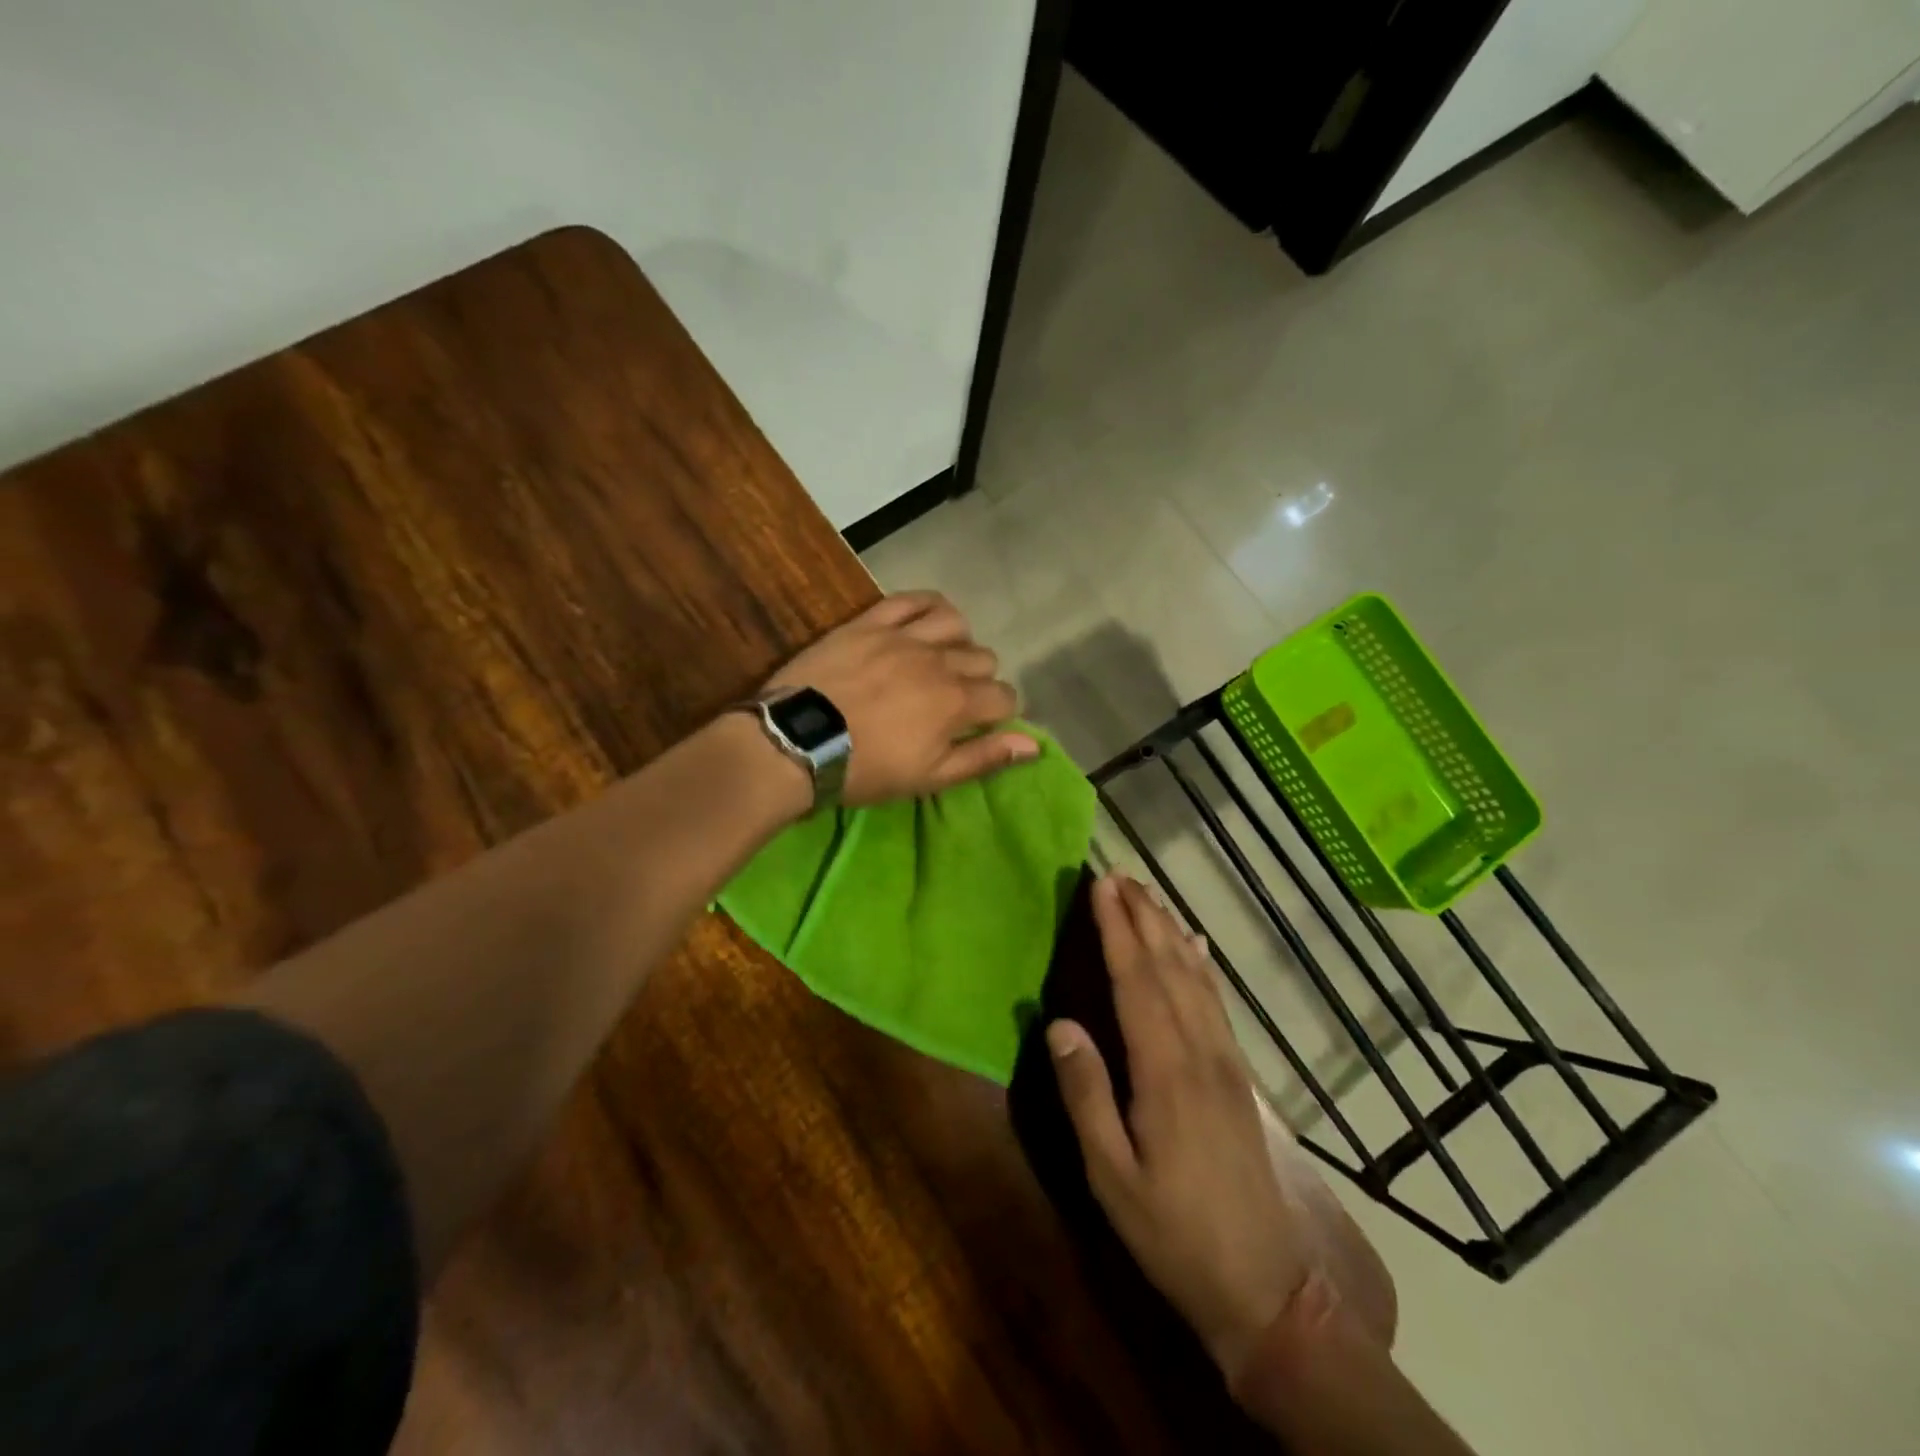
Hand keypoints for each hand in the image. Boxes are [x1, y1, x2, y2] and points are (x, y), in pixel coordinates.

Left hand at [765, 591, 1037, 806]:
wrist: (797, 743)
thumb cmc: (866, 769)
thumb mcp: (930, 777)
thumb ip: (984, 757)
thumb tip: (1034, 744)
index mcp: (957, 702)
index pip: (1004, 696)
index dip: (1000, 712)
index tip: (980, 724)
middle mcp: (939, 661)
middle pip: (984, 658)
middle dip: (979, 680)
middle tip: (952, 700)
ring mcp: (904, 636)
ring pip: (956, 623)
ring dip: (958, 641)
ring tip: (940, 658)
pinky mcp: (871, 622)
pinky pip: (913, 599)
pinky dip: (928, 606)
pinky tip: (926, 620)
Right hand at [1048, 874, 1313, 1380]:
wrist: (1266, 1287)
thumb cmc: (1173, 1233)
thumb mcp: (1112, 1176)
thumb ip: (1086, 1095)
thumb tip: (1059, 1022)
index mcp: (1165, 1072)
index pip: (1136, 981)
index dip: (1118, 929)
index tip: (1101, 886)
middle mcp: (1200, 1052)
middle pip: (1168, 967)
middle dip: (1142, 916)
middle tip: (1119, 873)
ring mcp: (1225, 1061)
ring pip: (1195, 978)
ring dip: (1169, 931)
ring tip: (1148, 895)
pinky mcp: (1238, 1076)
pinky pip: (1217, 1003)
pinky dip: (1201, 965)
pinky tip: (1195, 948)